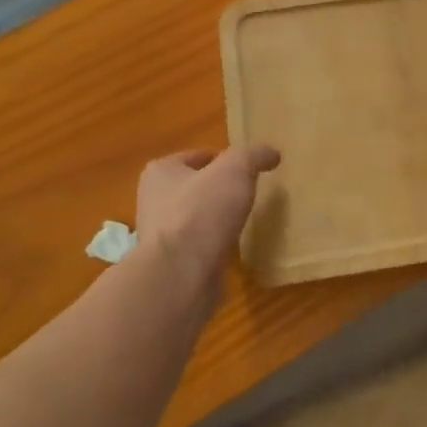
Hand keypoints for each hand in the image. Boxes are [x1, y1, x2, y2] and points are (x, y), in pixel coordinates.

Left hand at [136, 145, 279, 288]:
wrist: (181, 274)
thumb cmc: (202, 211)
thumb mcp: (235, 170)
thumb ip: (254, 155)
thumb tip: (272, 153)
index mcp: (161, 172)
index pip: (196, 157)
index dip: (222, 159)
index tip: (246, 169)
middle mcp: (154, 201)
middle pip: (195, 188)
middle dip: (218, 190)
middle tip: (248, 193)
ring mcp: (162, 236)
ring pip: (197, 219)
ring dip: (216, 220)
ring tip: (245, 220)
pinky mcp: (173, 264)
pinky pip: (200, 247)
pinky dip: (216, 246)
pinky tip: (234, 248)